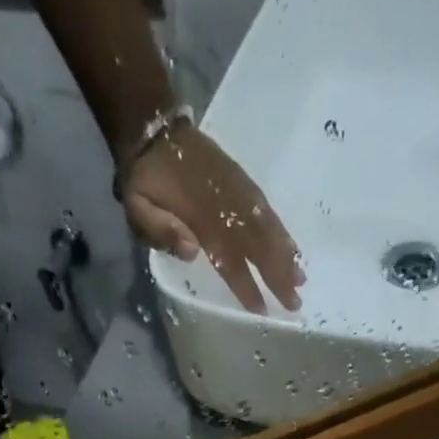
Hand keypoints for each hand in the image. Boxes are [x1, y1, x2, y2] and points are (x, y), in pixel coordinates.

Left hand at [123, 126, 303, 314]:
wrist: (153, 129)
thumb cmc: (144, 180)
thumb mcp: (137, 207)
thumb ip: (160, 230)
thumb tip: (192, 251)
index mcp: (200, 216)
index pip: (229, 258)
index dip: (245, 284)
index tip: (261, 309)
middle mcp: (225, 204)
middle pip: (257, 245)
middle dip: (277, 275)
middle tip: (295, 303)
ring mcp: (237, 190)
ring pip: (267, 227)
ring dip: (285, 255)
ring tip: (301, 279)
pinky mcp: (242, 181)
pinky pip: (266, 209)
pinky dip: (281, 230)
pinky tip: (293, 248)